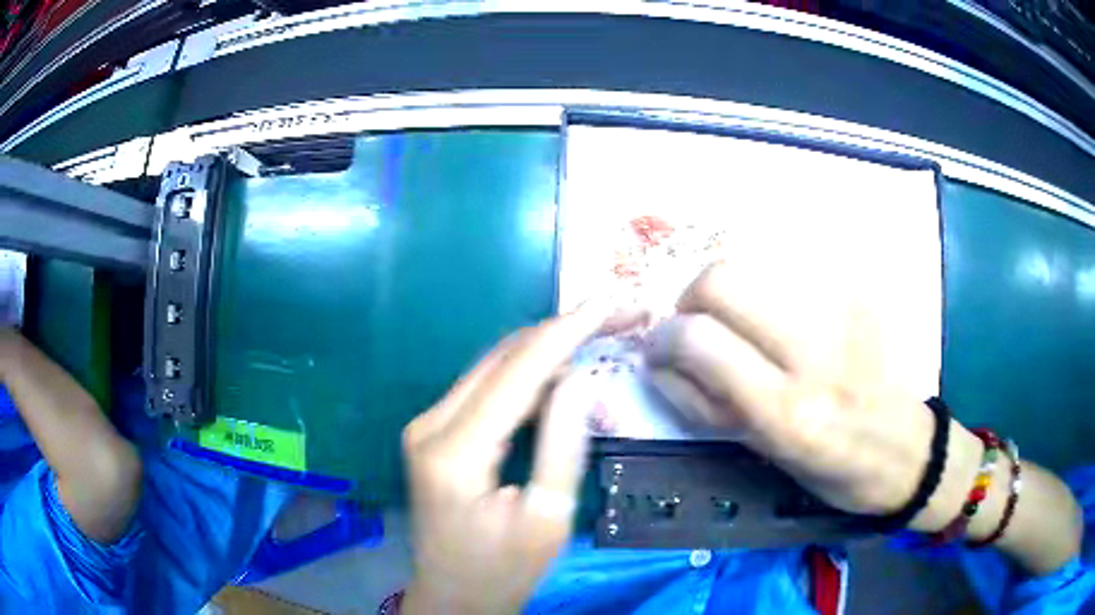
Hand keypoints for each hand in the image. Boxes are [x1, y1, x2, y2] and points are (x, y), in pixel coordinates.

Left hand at [401, 303, 641, 614]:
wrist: (451, 597)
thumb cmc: (503, 571)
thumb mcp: (548, 518)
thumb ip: (564, 444)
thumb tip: (581, 377)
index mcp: (455, 451)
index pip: (519, 370)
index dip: (569, 330)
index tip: (613, 302)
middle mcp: (431, 424)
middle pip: (502, 356)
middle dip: (562, 329)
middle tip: (617, 315)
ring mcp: (426, 424)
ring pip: (493, 365)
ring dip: (546, 346)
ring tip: (599, 332)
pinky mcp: (433, 432)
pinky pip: (485, 387)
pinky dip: (526, 373)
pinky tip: (562, 370)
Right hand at [647, 262, 1083, 574]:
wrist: (910, 450)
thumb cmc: (836, 472)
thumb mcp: (765, 457)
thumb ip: (707, 407)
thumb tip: (663, 362)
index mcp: (788, 410)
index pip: (701, 340)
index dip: (664, 339)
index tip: (658, 351)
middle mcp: (814, 350)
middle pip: (722, 277)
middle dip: (690, 299)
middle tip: (694, 328)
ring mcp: (842, 310)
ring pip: (752, 259)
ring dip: (726, 288)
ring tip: (735, 319)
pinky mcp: (858, 291)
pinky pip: (789, 264)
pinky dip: (764, 283)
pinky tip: (775, 312)